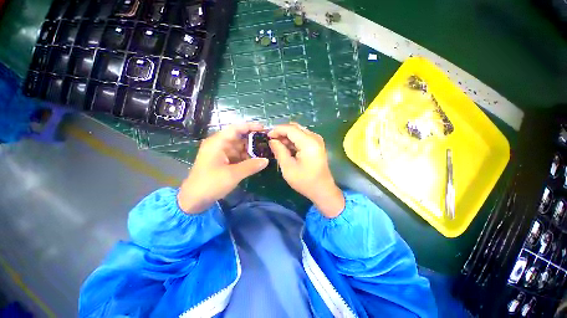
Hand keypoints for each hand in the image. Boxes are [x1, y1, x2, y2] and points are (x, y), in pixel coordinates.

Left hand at [178, 123, 268, 213]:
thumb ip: (251, 166)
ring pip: (239, 147)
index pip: (236, 128)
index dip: (250, 127)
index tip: (264, 129)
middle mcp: (219, 145)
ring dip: (250, 150)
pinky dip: (246, 158)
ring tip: (265, 153)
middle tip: (268, 144)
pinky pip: (237, 156)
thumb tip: (266, 160)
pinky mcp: (223, 161)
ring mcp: (221, 153)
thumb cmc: (210, 184)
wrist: (194, 200)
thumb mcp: (233, 175)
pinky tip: (256, 161)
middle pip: (239, 137)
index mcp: (218, 143)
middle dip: (253, 140)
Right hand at [268, 123, 344, 217]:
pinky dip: (293, 141)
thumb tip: (272, 141)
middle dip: (282, 132)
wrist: (322, 190)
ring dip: (287, 137)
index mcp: (308, 142)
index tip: (267, 136)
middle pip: (295, 128)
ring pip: (298, 132)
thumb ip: (279, 151)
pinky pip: (302, 137)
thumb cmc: (305, 181)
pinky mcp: (316, 145)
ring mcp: (317, 140)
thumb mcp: (288, 167)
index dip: (277, 130)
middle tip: (271, 141)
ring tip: (277, 146)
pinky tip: (287, 148)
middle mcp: (314, 137)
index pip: (290, 129)